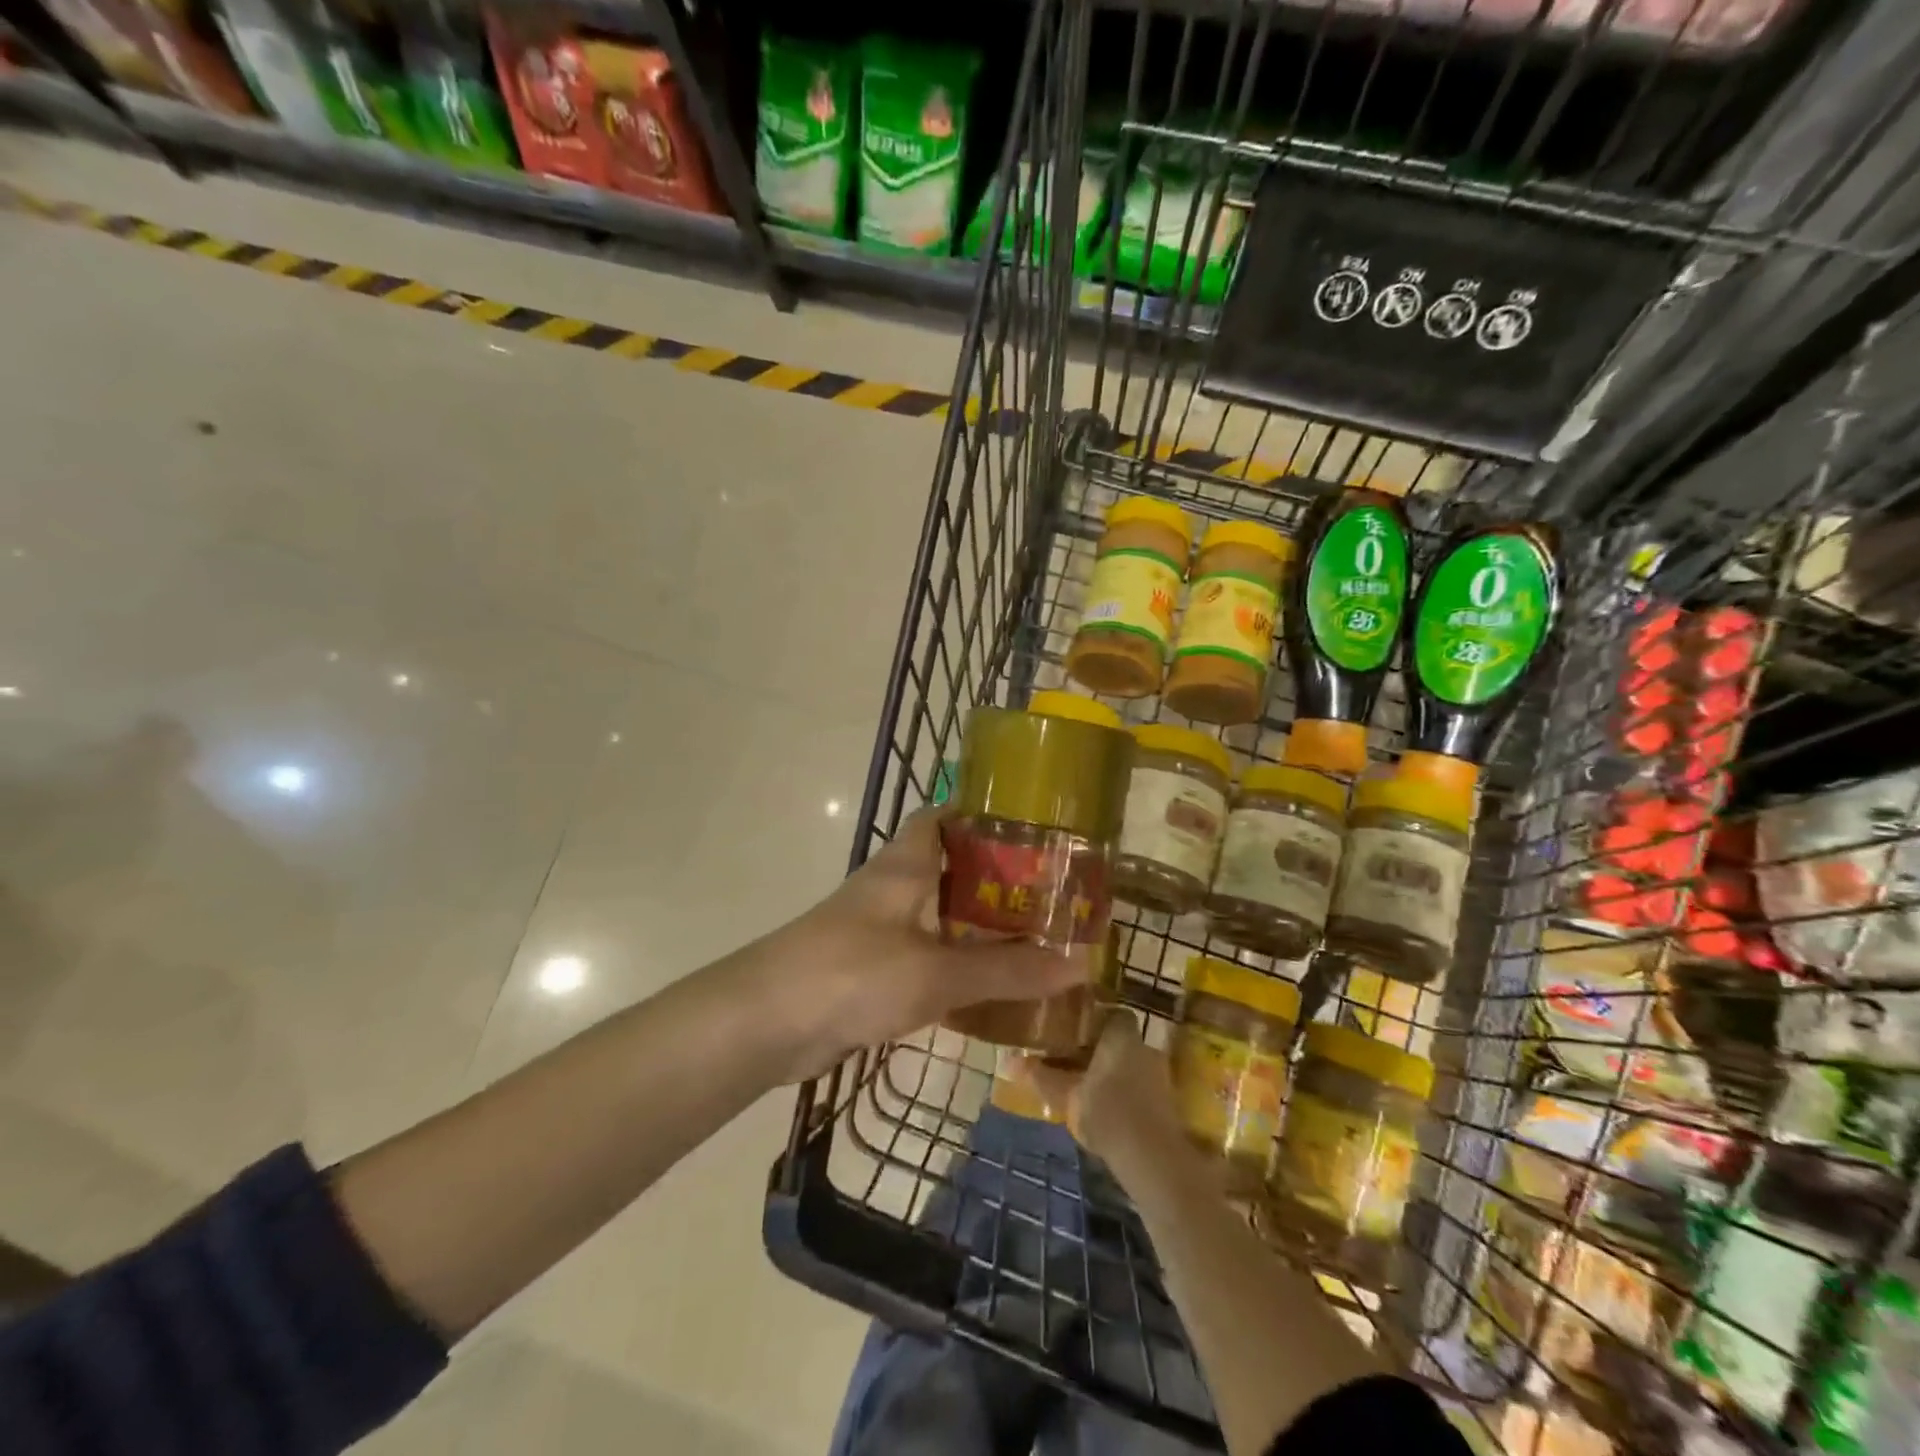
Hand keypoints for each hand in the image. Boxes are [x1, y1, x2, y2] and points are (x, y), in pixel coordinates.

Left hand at [752, 808, 1089, 1084]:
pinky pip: (925, 958)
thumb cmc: (851, 973)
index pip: (944, 816)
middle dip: (997, 880)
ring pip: (939, 917)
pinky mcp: (869, 970)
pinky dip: (956, 968)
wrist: (763, 1023)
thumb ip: (1005, 970)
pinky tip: (990, 991)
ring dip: (979, 928)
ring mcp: (878, 930)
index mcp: (905, 865)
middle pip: (950, 869)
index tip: (1035, 829)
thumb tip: (1079, 964)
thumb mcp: (935, 973)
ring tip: (1035, 942)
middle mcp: (892, 888)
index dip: (985, 815)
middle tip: (1052, 896)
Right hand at [1008, 1011, 1186, 1173]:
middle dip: (1099, 1050)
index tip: (1072, 1031)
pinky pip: (1138, 1088)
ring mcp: (1159, 1076)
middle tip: (1072, 1061)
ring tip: (1084, 1088)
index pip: (1112, 1013)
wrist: (1153, 1158)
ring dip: (1111, 1073)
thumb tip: (1010, 1061)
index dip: (1094, 1020)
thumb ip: (1041, 1076)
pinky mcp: (1165, 1105)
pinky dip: (1123, 1094)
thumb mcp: (1066, 1094)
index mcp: (1122, 1035)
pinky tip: (1105, 1110)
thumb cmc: (1107, 1111)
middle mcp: (1144, 1048)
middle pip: (1120, 1040)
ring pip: (1129, 1065)